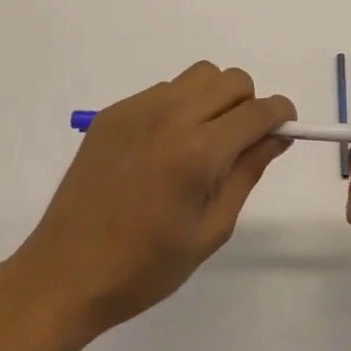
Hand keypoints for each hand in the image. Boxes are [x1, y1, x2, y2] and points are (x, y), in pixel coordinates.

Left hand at [6, 62, 294, 342]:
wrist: (66, 273)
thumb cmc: (145, 267)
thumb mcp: (210, 230)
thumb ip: (247, 173)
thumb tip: (277, 136)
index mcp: (199, 152)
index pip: (258, 111)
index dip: (281, 114)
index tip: (285, 128)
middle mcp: (171, 116)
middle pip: (231, 80)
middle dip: (248, 104)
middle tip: (240, 142)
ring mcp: (139, 108)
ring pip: (198, 76)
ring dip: (214, 99)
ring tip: (202, 141)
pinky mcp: (115, 111)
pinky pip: (163, 90)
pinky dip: (179, 106)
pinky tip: (163, 148)